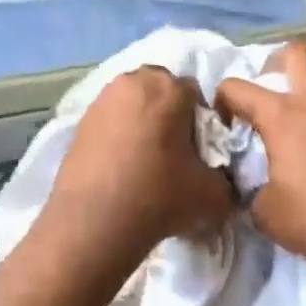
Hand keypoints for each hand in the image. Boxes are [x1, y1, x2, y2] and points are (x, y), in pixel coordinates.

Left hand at [39, 67, 234, 273]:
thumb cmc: (159, 196)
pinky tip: (120, 167)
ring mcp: (102, 99)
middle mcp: (134, 82)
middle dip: (170, 114)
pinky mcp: (79, 121)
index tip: (200, 152)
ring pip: (133, 104)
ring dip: (142, 122)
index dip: (202, 123)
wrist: (93, 223)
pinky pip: (110, 121)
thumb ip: (225, 179)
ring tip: (144, 161)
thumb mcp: (213, 194)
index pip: (197, 94)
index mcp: (170, 87)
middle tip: (173, 152)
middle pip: (161, 91)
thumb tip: (220, 179)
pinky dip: (118, 135)